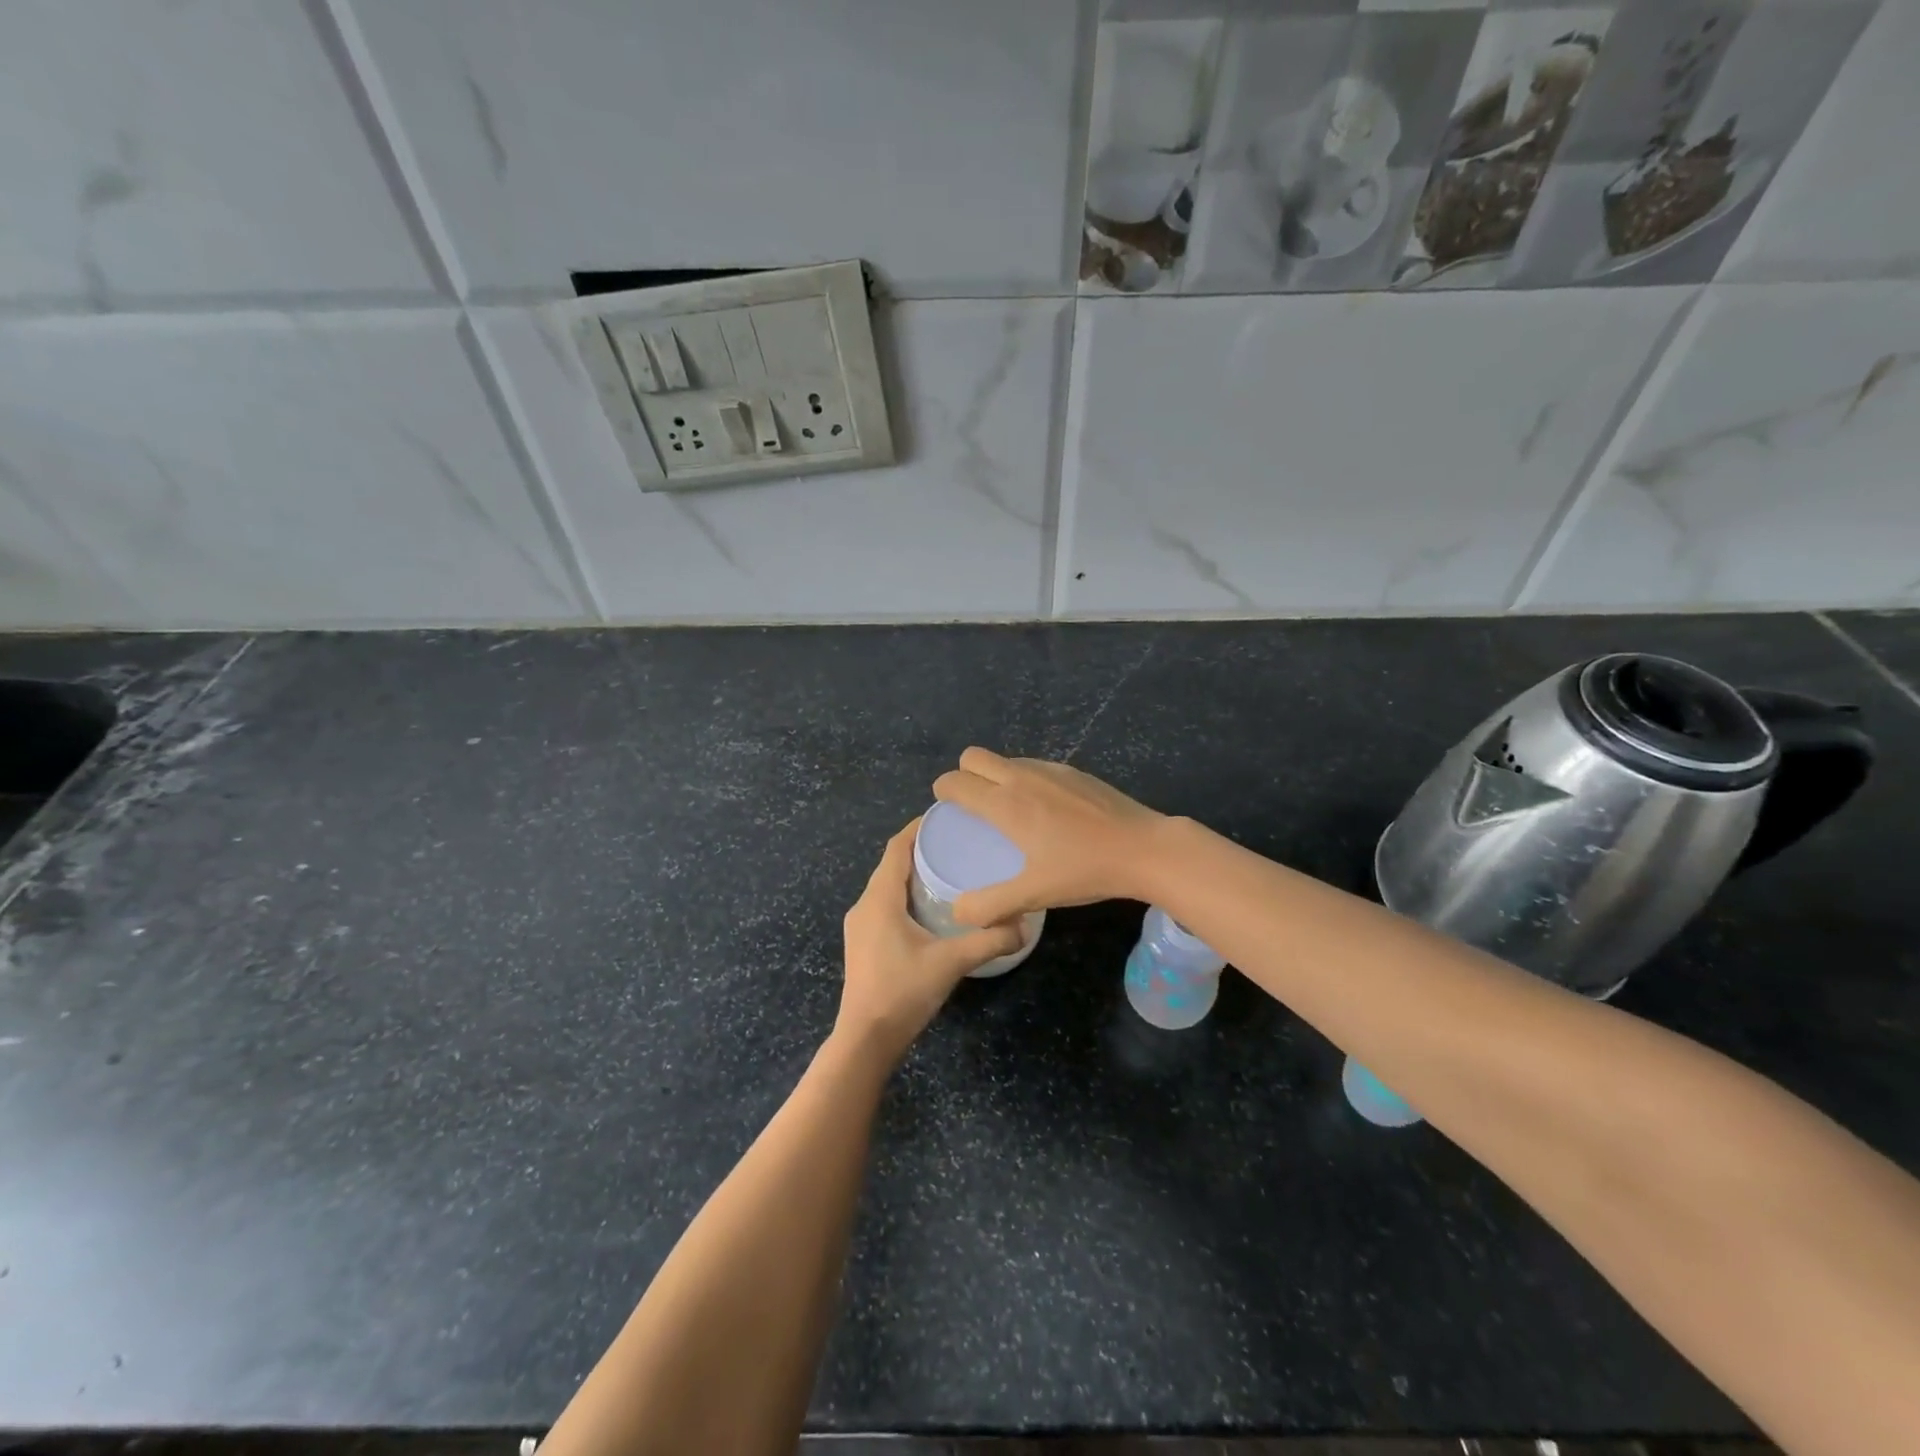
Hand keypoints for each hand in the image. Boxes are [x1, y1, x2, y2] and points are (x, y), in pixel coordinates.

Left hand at [835, 820, 1023, 1065]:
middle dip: (921, 849)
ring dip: (913, 874)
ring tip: (949, 870)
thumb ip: (988, 941)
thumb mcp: (950, 963)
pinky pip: (885, 905)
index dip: (918, 828)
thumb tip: (1024, 926)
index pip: (896, 848)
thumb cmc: (903, 992)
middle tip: (958, 842)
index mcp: (879, 899)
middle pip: (892, 864)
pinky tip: (931, 908)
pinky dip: (906, 895)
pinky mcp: (863, 944)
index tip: (947, 816)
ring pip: (887, 886)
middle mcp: (864, 905)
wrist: (865, 1039)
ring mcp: (860, 926)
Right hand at [931, 747, 1166, 925]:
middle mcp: (1021, 777)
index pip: (955, 780)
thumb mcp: (1033, 894)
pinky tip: (1045, 811)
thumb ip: (990, 905)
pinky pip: (1033, 766)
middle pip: (974, 756)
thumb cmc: (1084, 870)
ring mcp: (1050, 769)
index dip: (943, 792)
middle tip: (973, 808)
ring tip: (1009, 812)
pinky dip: (1025, 780)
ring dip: (995, 776)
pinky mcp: (1074, 771)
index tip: (947, 811)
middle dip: (964, 775)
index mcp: (1005, 803)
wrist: (1143, 849)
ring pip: (1005, 759)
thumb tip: (958, 911)